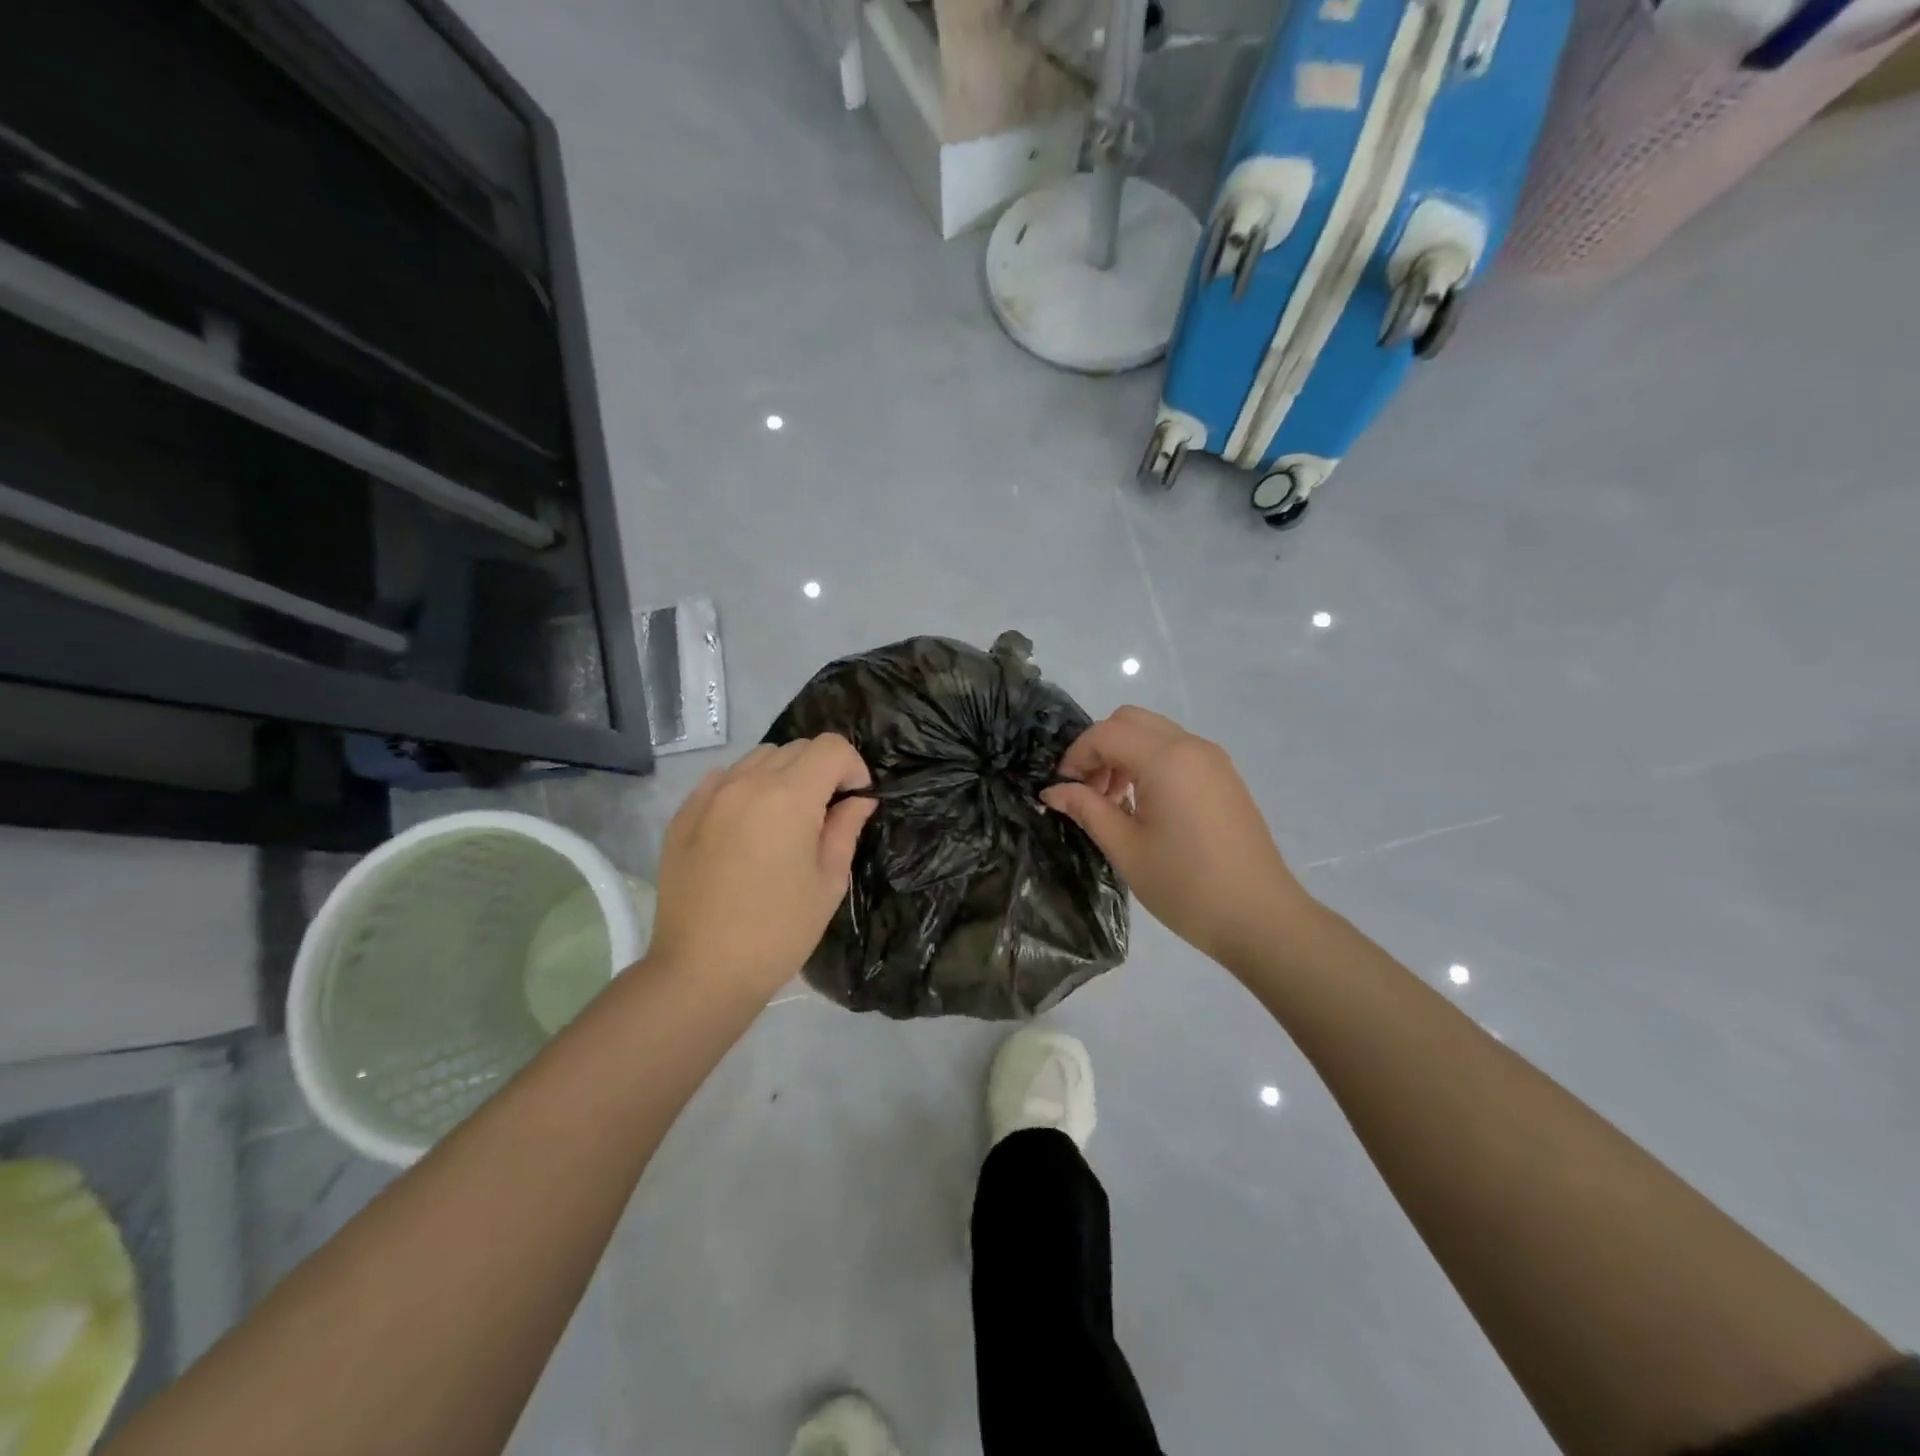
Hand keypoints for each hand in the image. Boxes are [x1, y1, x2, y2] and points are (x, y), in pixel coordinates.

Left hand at [647, 736, 875, 1001]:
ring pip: (758, 758)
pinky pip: (723, 779)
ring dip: (782, 776)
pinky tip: (746, 827)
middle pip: (796, 748)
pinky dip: (745, 788)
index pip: (831, 747)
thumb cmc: (779, 930)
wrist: (702, 970)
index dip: (852, 767)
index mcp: (789, 797)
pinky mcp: (683, 814)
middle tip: (824, 814)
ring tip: (784, 819)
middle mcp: (747, 782)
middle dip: (820, 770)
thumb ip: (845, 829)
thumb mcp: (828, 882)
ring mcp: (709, 795)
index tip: (854, 800)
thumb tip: (858, 800)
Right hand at [1042, 707, 1317, 970]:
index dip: (1076, 755)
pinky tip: (1144, 806)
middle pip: (1130, 721)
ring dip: (1124, 754)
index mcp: (1166, 759)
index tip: (1062, 789)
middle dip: (1100, 748)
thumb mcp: (1126, 848)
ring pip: (1154, 734)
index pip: (1106, 733)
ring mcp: (1213, 759)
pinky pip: (1176, 751)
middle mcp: (1191, 746)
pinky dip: (1149, 763)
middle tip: (1088, 791)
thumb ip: (1087, 809)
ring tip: (1114, 803)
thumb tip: (1053, 791)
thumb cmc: (1186, 885)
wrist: (1260, 918)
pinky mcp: (1224, 777)